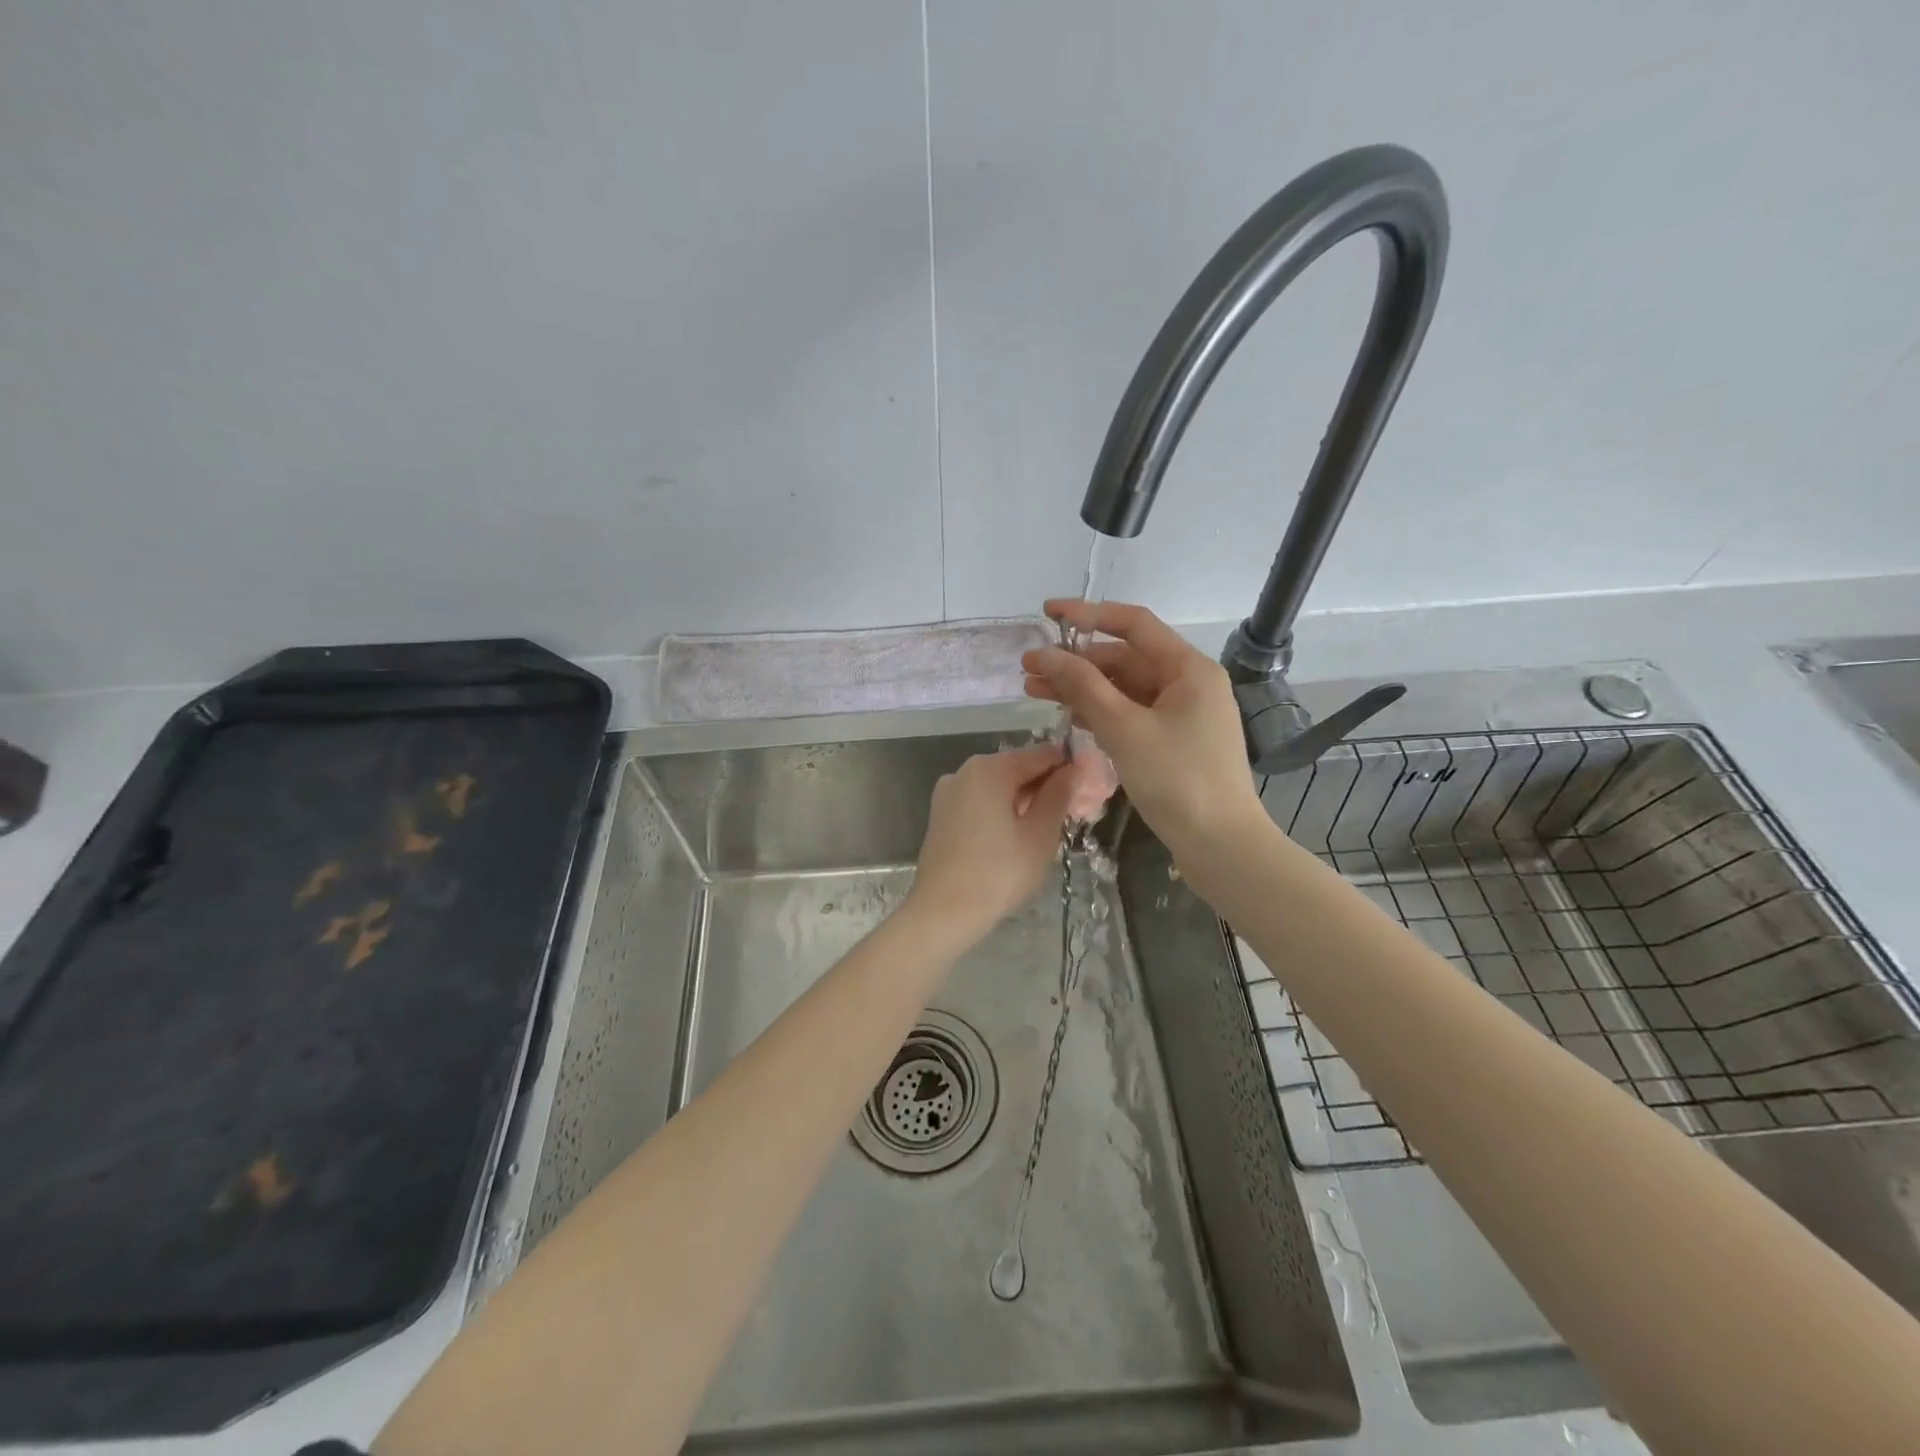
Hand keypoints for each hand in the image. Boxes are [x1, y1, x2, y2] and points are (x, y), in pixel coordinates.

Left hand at [906, 743, 1074, 941]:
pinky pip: (981, 803)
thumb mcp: (1040, 834)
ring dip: (1025, 801)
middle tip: (1073, 814)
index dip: (1069, 768)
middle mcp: (964, 771)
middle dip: (1046, 786)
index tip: (1090, 789)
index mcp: (989, 769)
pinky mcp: (941, 816)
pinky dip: (1002, 811)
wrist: (942, 913)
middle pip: (1017, 768)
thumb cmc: (998, 873)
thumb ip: (1058, 795)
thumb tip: (1071, 770)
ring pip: (998, 787)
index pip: (1041, 755)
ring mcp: (948, 794)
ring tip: (1048, 829)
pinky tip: (1017, 837)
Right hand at [1022, 600, 1264, 853]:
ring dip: (1082, 688)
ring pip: (1124, 689)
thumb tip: (1045, 655)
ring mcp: (1182, 714)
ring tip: (1035, 693)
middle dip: (1076, 661)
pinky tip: (1069, 717)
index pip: (1133, 624)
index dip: (1087, 614)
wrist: (1221, 847)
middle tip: (1029, 670)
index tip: (1047, 614)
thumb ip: (1083, 687)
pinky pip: (1131, 714)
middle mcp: (1188, 683)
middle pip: (1125, 658)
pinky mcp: (1173, 742)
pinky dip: (1101, 712)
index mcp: (1188, 669)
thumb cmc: (1178, 781)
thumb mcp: (1125, 729)